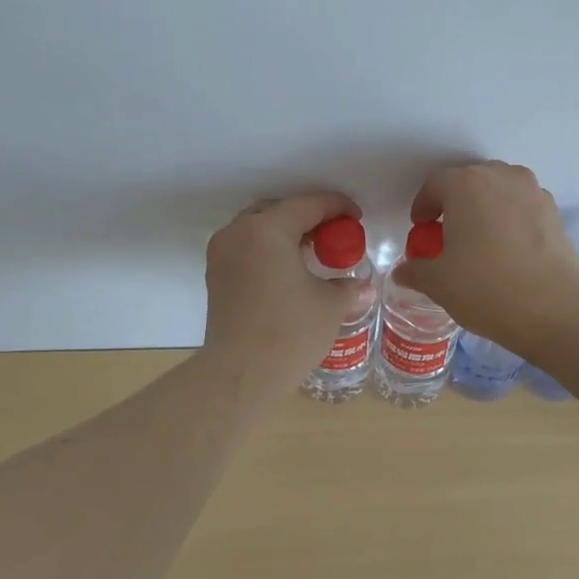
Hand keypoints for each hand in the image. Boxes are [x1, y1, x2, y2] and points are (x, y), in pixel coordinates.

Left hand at [202, 191, 363, 394]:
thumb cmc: (290, 332)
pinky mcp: (215, 277)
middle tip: (332, 234)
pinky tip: (288, 272)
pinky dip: (267, 251)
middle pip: (277, 211)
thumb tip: (363, 288)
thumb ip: (349, 288)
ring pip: (256, 229)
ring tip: (311, 253)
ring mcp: (221, 255)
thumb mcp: (330, 305)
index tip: (356, 217)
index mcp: (267, 229)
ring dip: (284, 234)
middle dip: (306, 217)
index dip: (337, 207)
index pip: (308, 205)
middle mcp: (238, 233)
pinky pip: (245, 249)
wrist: (240, 374)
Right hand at [391, 162, 578, 348]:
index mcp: (466, 184)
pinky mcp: (555, 213)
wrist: (554, 309)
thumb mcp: (439, 283)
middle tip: (447, 236)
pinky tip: (507, 252)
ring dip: (485, 210)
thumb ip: (416, 270)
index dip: (423, 207)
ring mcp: (533, 192)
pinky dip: (510, 221)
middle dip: (455, 205)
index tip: (420, 229)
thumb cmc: (485, 287)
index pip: (435, 185)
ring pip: (499, 192)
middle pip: (470, 182)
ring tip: (479, 242)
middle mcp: (501, 177)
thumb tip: (403, 271)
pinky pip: (522, 208)